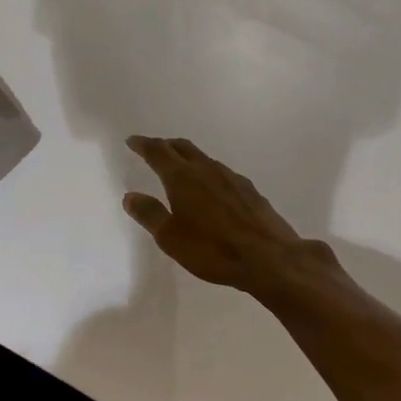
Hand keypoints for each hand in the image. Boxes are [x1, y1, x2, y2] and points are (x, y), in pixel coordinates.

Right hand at [121, 136, 315, 290]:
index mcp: (182, 177)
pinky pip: (221, 173)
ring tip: (179, 168)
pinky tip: (210, 189)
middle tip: (153, 149)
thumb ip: (149, 214)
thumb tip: (130, 196)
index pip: (157, 152)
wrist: (269, 258)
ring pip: (203, 158)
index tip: (132, 141)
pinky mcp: (249, 190)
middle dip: (165, 145)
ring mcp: (231, 178)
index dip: (143, 145)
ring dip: (187, 158)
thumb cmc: (212, 249)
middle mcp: (206, 169)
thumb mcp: (170, 238)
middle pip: (182, 147)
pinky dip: (207, 173)